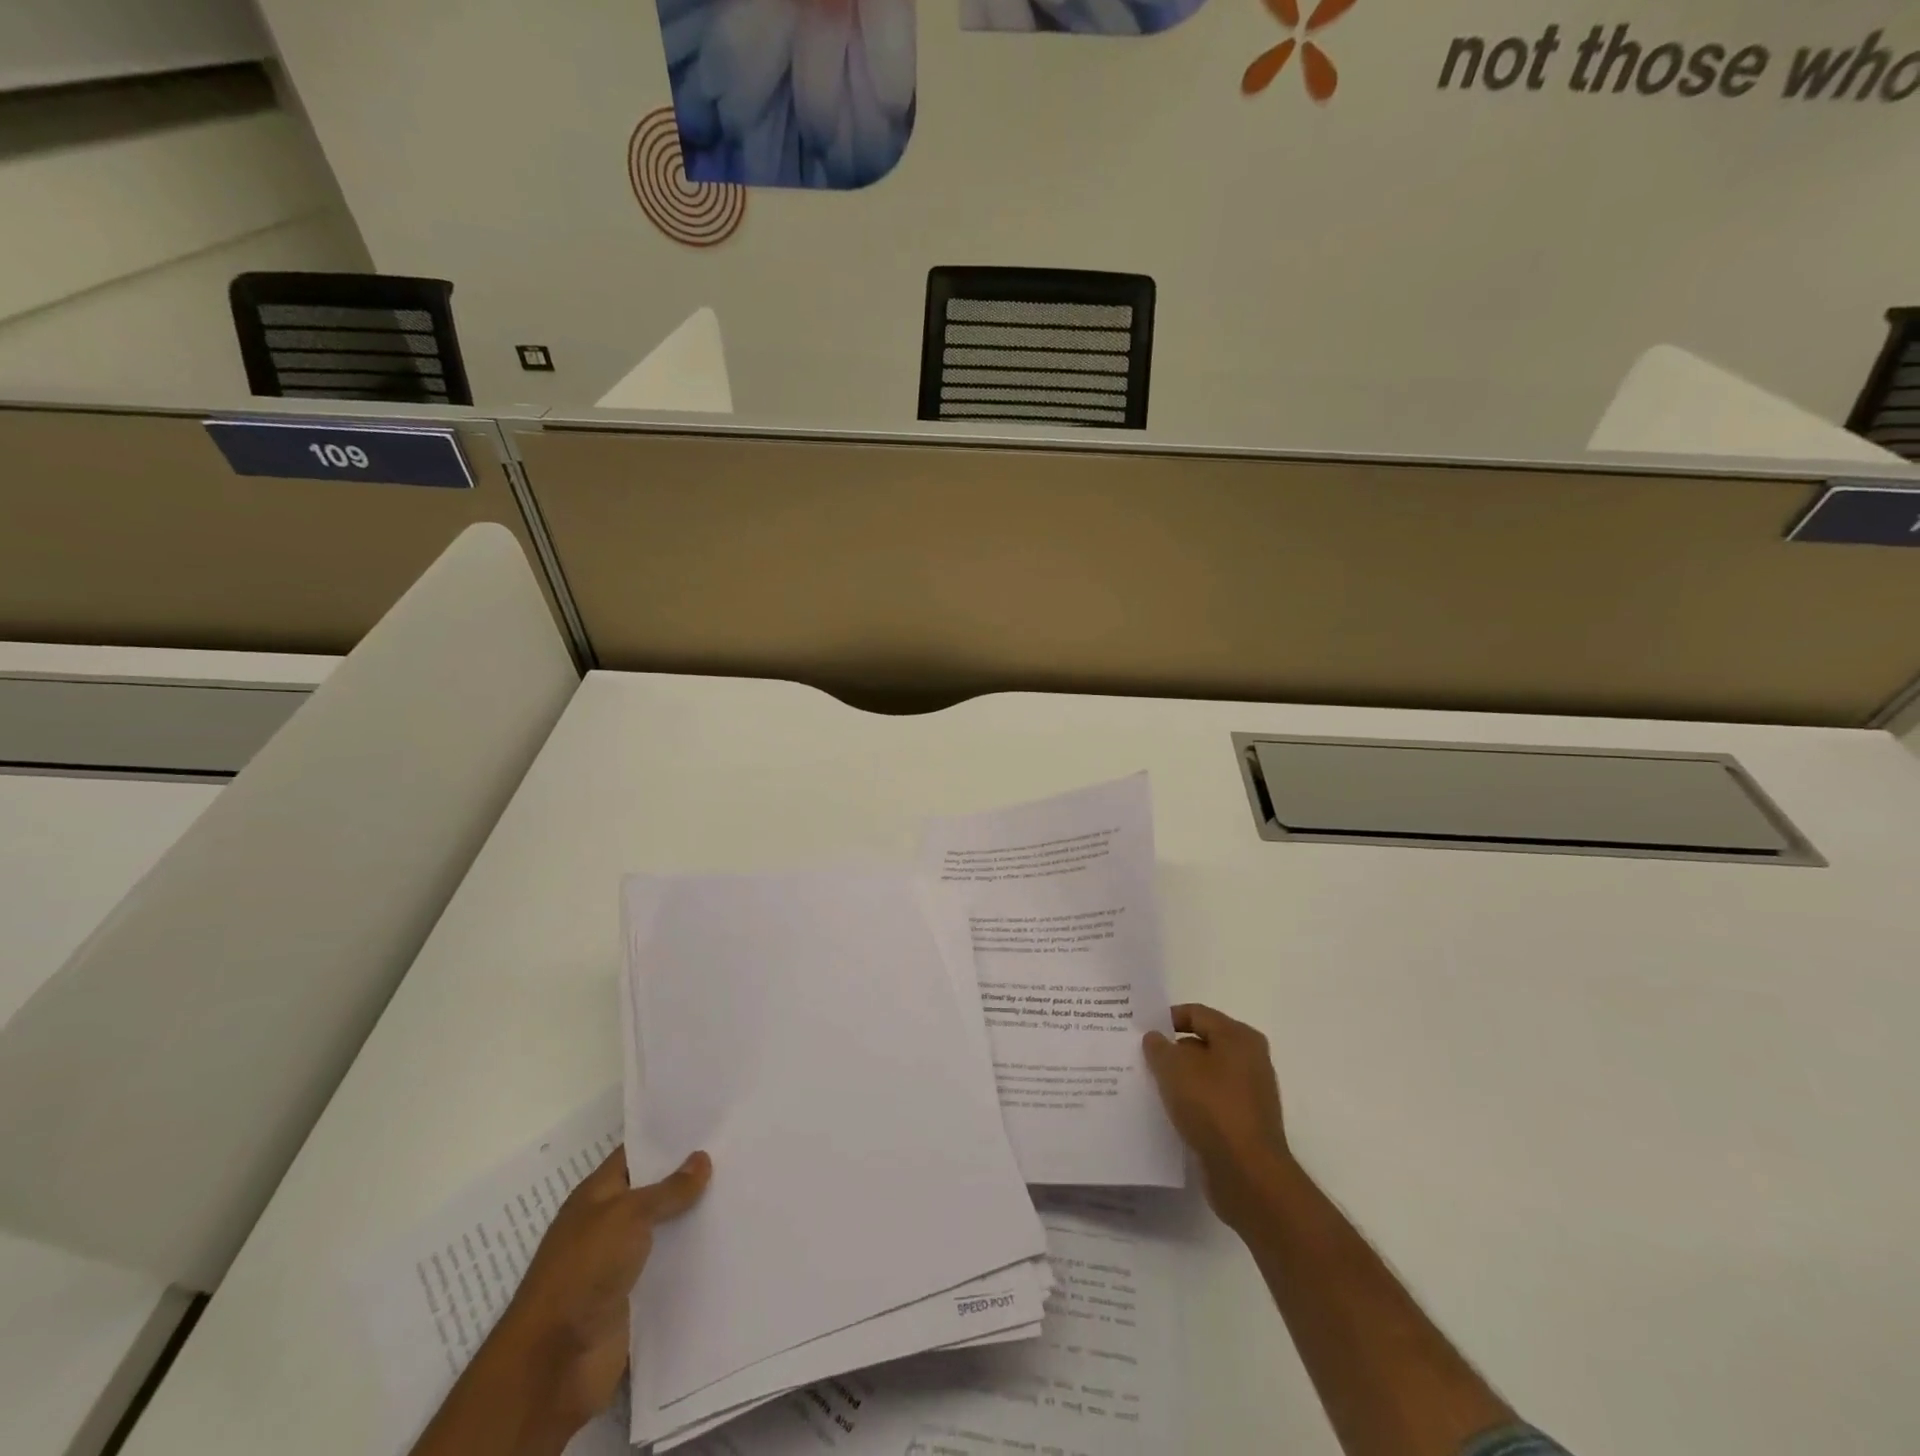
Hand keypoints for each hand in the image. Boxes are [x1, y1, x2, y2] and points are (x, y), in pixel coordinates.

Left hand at [497, 1145, 711, 1435]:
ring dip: (693, 1219)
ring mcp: (619, 1263)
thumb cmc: (583, 1271)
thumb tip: (701, 1158)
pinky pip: (668, 1268)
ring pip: (664, 1230)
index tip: (709, 1123)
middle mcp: (608, 1224)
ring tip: (741, 1193)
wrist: (554, 1363)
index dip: (667, 1139)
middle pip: (654, 1192)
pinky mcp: (633, 1298)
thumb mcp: (627, 1215)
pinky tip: (725, 1242)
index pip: (635, 1155)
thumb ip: (668, 1189)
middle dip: (689, 1178)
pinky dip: (690, 1258)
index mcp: (597, 1196)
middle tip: (736, 1154)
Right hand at [1144, 1003, 1290, 1228]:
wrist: (1248, 1175)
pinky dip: (1191, 1102)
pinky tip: (1168, 1111)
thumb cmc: (1212, 1107)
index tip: (1140, 1030)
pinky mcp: (1245, 1123)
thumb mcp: (1174, 1068)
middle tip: (1141, 1057)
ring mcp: (1250, 1093)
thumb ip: (1159, 1047)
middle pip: (1202, 1043)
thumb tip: (1155, 1037)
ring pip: (1205, 1075)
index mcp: (1239, 1037)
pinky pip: (1211, 1101)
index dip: (1166, 1018)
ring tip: (1149, 1085)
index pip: (1196, 1014)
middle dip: (1172, 1050)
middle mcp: (1250, 1059)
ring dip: (1180, 1078)